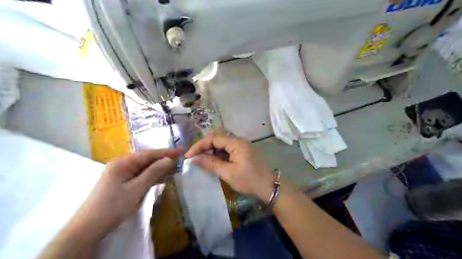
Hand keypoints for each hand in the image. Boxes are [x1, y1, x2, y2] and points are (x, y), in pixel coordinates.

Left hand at [68, 149, 181, 238]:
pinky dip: (152, 176)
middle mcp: (122, 165)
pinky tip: (161, 177)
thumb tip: (170, 159)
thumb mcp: (136, 189)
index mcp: (123, 163)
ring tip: (175, 168)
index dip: (167, 152)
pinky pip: (140, 175)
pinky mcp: (122, 182)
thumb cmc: (112, 207)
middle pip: (147, 159)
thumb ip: (154, 172)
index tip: (182, 151)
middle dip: (164, 160)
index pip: (149, 154)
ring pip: (144, 168)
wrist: (88, 229)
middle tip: (181, 160)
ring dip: (159, 168)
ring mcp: (121, 174)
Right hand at [186, 130, 276, 200]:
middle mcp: (239, 140)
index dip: (199, 145)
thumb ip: (210, 163)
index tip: (189, 156)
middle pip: (218, 137)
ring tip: (203, 160)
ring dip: (211, 149)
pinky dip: (219, 153)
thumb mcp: (228, 173)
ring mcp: (242, 145)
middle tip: (195, 157)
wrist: (269, 187)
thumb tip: (194, 158)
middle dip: (205, 146)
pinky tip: (214, 161)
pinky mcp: (243, 151)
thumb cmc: (249, 180)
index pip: (214, 138)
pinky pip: (228, 148)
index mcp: (237, 143)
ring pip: (222, 142)